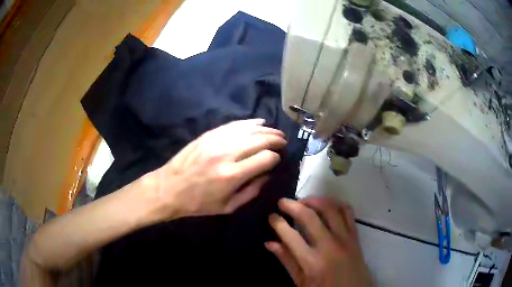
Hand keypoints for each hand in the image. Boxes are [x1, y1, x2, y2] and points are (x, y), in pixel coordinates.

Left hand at [144, 119, 286, 219]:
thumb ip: (252, 191)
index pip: (266, 158)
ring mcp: (216, 141)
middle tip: (283, 142)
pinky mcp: (208, 134)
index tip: (277, 160)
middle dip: (276, 140)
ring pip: (249, 129)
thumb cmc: (199, 203)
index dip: (276, 158)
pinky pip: (234, 124)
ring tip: (276, 133)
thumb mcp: (228, 207)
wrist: (169, 188)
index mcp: (232, 175)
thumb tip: (268, 174)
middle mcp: (227, 154)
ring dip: (266, 130)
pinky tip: (259, 122)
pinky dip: (249, 123)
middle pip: (260, 140)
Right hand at [266, 198, 370, 286]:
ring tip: (303, 201)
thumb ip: (287, 261)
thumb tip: (269, 243)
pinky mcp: (355, 237)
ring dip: (314, 200)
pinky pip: (348, 212)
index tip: (272, 216)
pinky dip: (336, 204)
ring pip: (330, 209)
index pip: (290, 235)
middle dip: (292, 205)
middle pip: (309, 217)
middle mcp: (329, 246)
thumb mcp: (301, 282)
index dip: (277, 222)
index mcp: (312, 262)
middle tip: (282, 202)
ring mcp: (345, 239)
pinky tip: (326, 205)